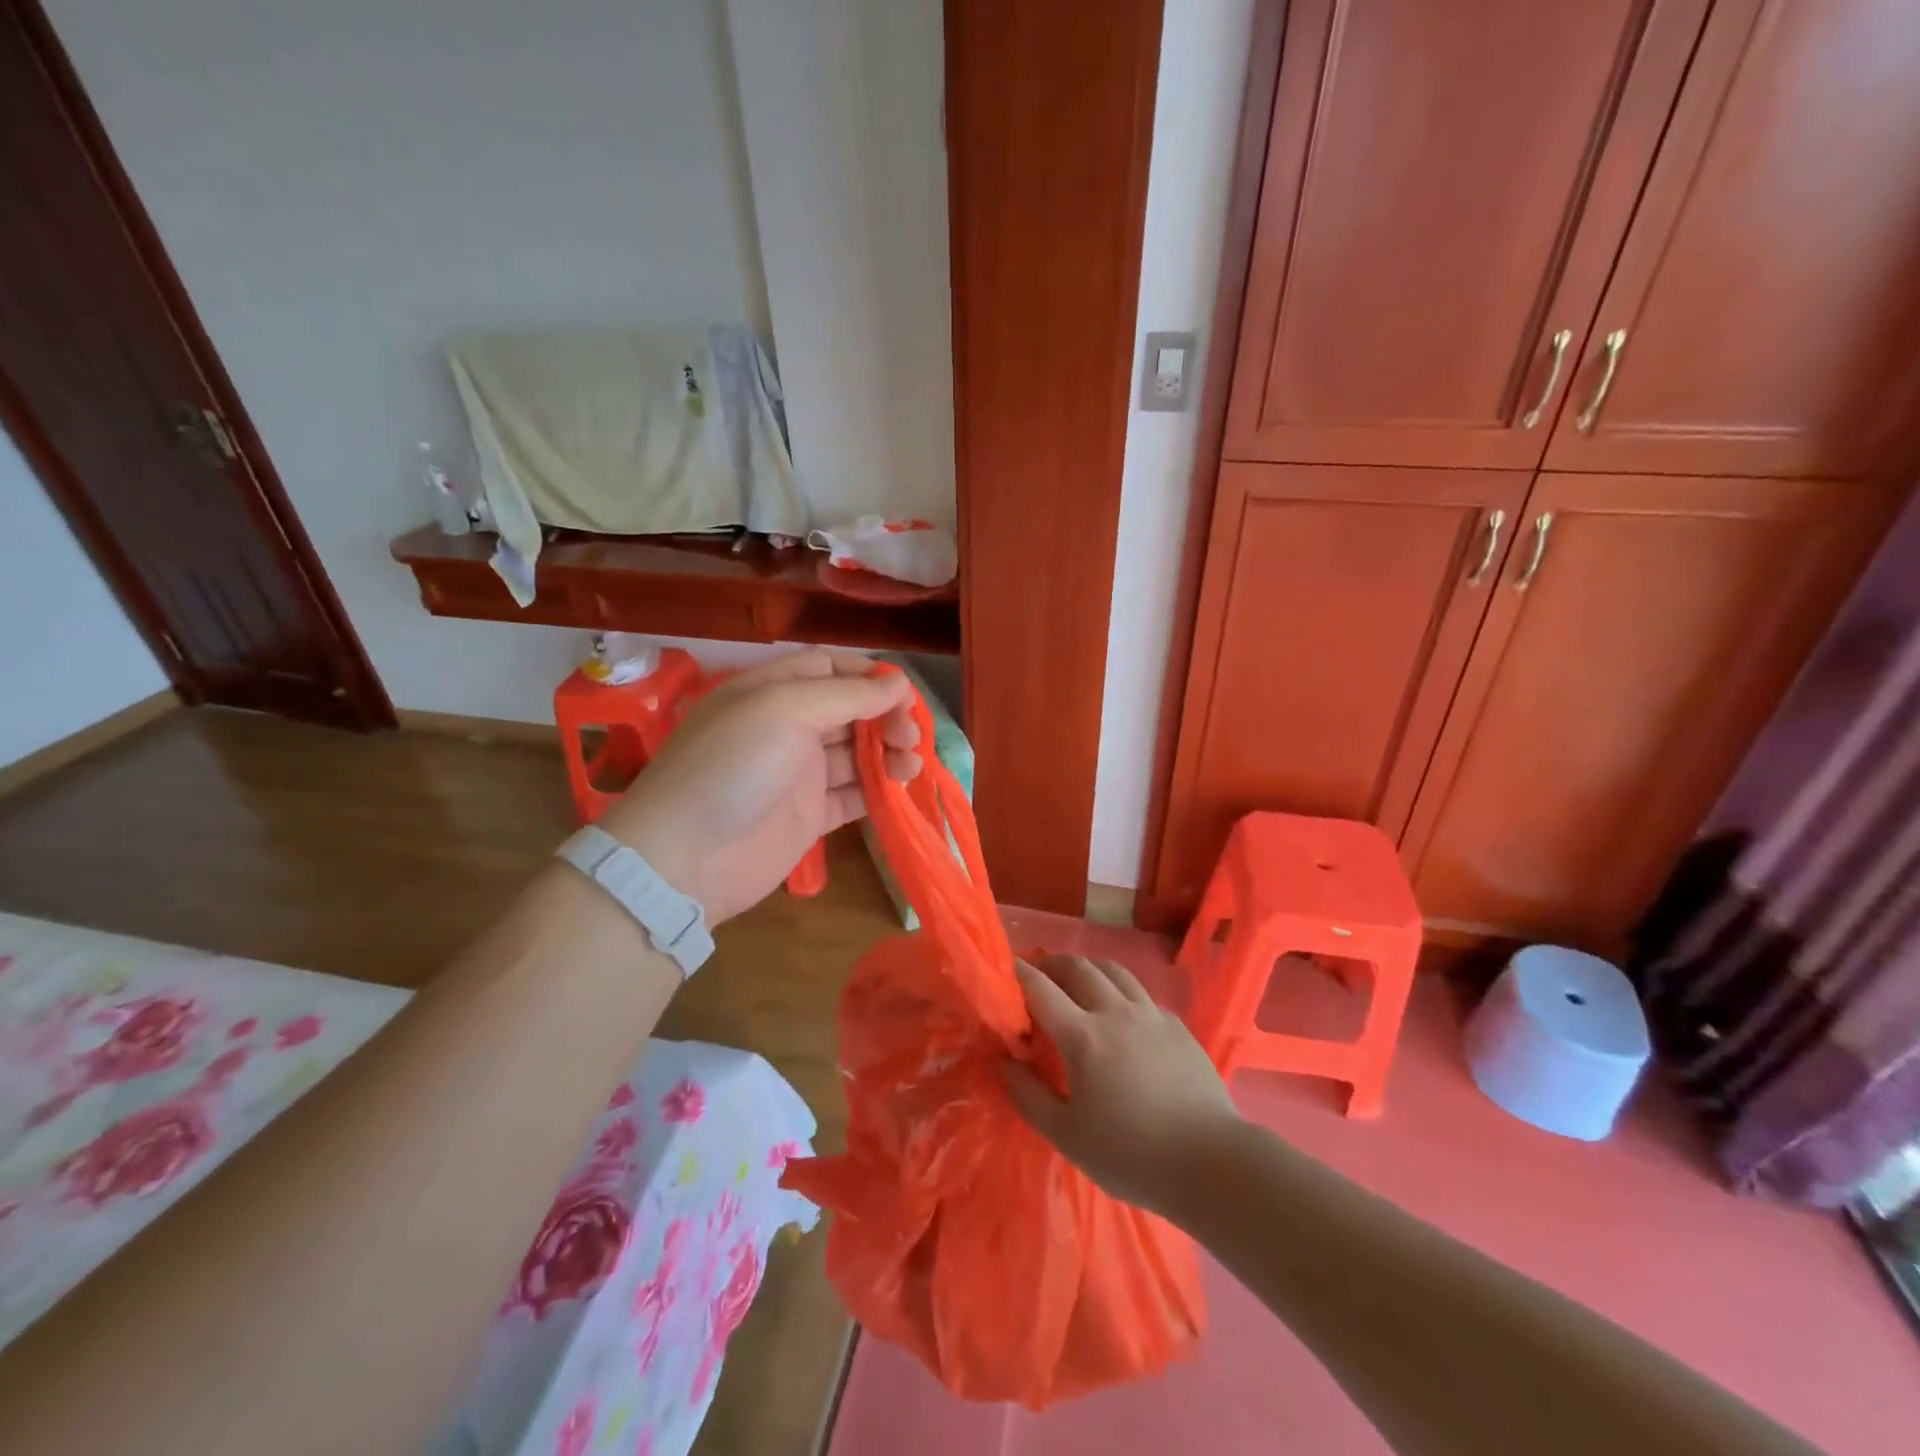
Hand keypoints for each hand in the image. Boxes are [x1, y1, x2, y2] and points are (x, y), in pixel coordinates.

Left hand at [598, 650, 918, 923]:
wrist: (686, 858)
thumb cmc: (733, 767)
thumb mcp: (784, 710)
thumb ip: (846, 695)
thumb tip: (899, 682)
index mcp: (771, 691)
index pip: (828, 668)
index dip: (869, 676)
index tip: (904, 693)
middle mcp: (786, 727)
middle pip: (849, 710)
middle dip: (885, 716)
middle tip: (910, 736)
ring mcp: (798, 773)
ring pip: (856, 753)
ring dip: (888, 752)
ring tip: (911, 763)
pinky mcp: (809, 815)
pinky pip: (853, 794)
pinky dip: (879, 788)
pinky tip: (900, 787)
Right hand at [1001, 954, 1241, 1216]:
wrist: (1211, 1162)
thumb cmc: (1131, 1154)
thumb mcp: (1067, 1135)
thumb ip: (1028, 1095)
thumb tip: (1003, 1062)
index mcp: (1083, 1035)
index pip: (1041, 989)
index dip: (1019, 973)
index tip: (1006, 968)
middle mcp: (1115, 1012)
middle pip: (1078, 967)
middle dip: (1053, 963)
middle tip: (1040, 974)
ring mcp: (1150, 1014)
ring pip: (1113, 970)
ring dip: (1088, 968)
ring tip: (1078, 981)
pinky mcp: (1176, 1025)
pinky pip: (1141, 993)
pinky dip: (1120, 991)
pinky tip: (1121, 1014)